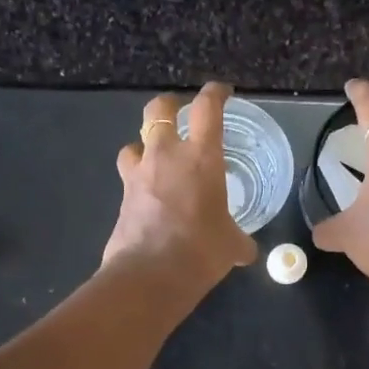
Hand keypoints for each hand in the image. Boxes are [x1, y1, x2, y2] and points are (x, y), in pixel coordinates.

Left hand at [103, 82, 258, 291]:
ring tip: (156, 159)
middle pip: (158, 110)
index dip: (215, 94)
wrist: (150, 275)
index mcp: (201, 157)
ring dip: (144, 146)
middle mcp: (166, 156)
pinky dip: (139, 181)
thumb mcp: (231, 246)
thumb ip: (239, 241)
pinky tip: (149, 197)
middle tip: (179, 113)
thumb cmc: (201, 251)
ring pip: (134, 143)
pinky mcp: (122, 198)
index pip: (207, 108)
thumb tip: (246, 251)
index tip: (222, 92)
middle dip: (169, 105)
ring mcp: (138, 175)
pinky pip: (129, 178)